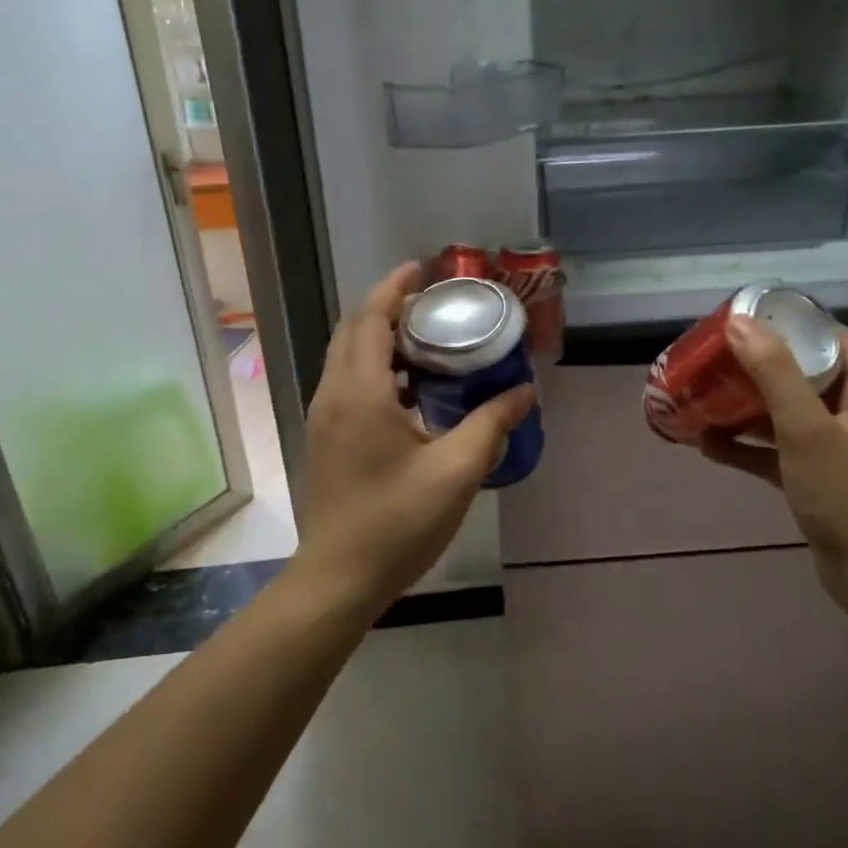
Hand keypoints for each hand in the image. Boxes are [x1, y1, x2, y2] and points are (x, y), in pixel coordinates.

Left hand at [291, 262, 534, 615]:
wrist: (337, 579)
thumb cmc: (397, 523)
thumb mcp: (457, 472)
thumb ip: (491, 424)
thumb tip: (525, 391)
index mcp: (360, 393)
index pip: (371, 318)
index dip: (395, 287)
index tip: (423, 268)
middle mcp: (333, 395)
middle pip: (354, 330)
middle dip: (388, 306)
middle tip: (433, 303)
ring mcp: (322, 418)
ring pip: (347, 358)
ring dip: (380, 338)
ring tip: (426, 340)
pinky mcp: (324, 439)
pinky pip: (346, 383)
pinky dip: (374, 368)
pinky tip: (410, 391)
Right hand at [698, 317, 847, 609]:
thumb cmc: (844, 493)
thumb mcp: (806, 428)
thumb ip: (775, 374)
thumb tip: (739, 323)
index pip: (837, 341)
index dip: (800, 324)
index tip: (756, 318)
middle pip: (806, 375)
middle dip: (763, 364)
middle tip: (722, 355)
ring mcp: (834, 451)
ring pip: (787, 415)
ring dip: (749, 405)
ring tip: (709, 393)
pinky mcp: (815, 480)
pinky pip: (776, 452)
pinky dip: (747, 446)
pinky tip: (708, 444)